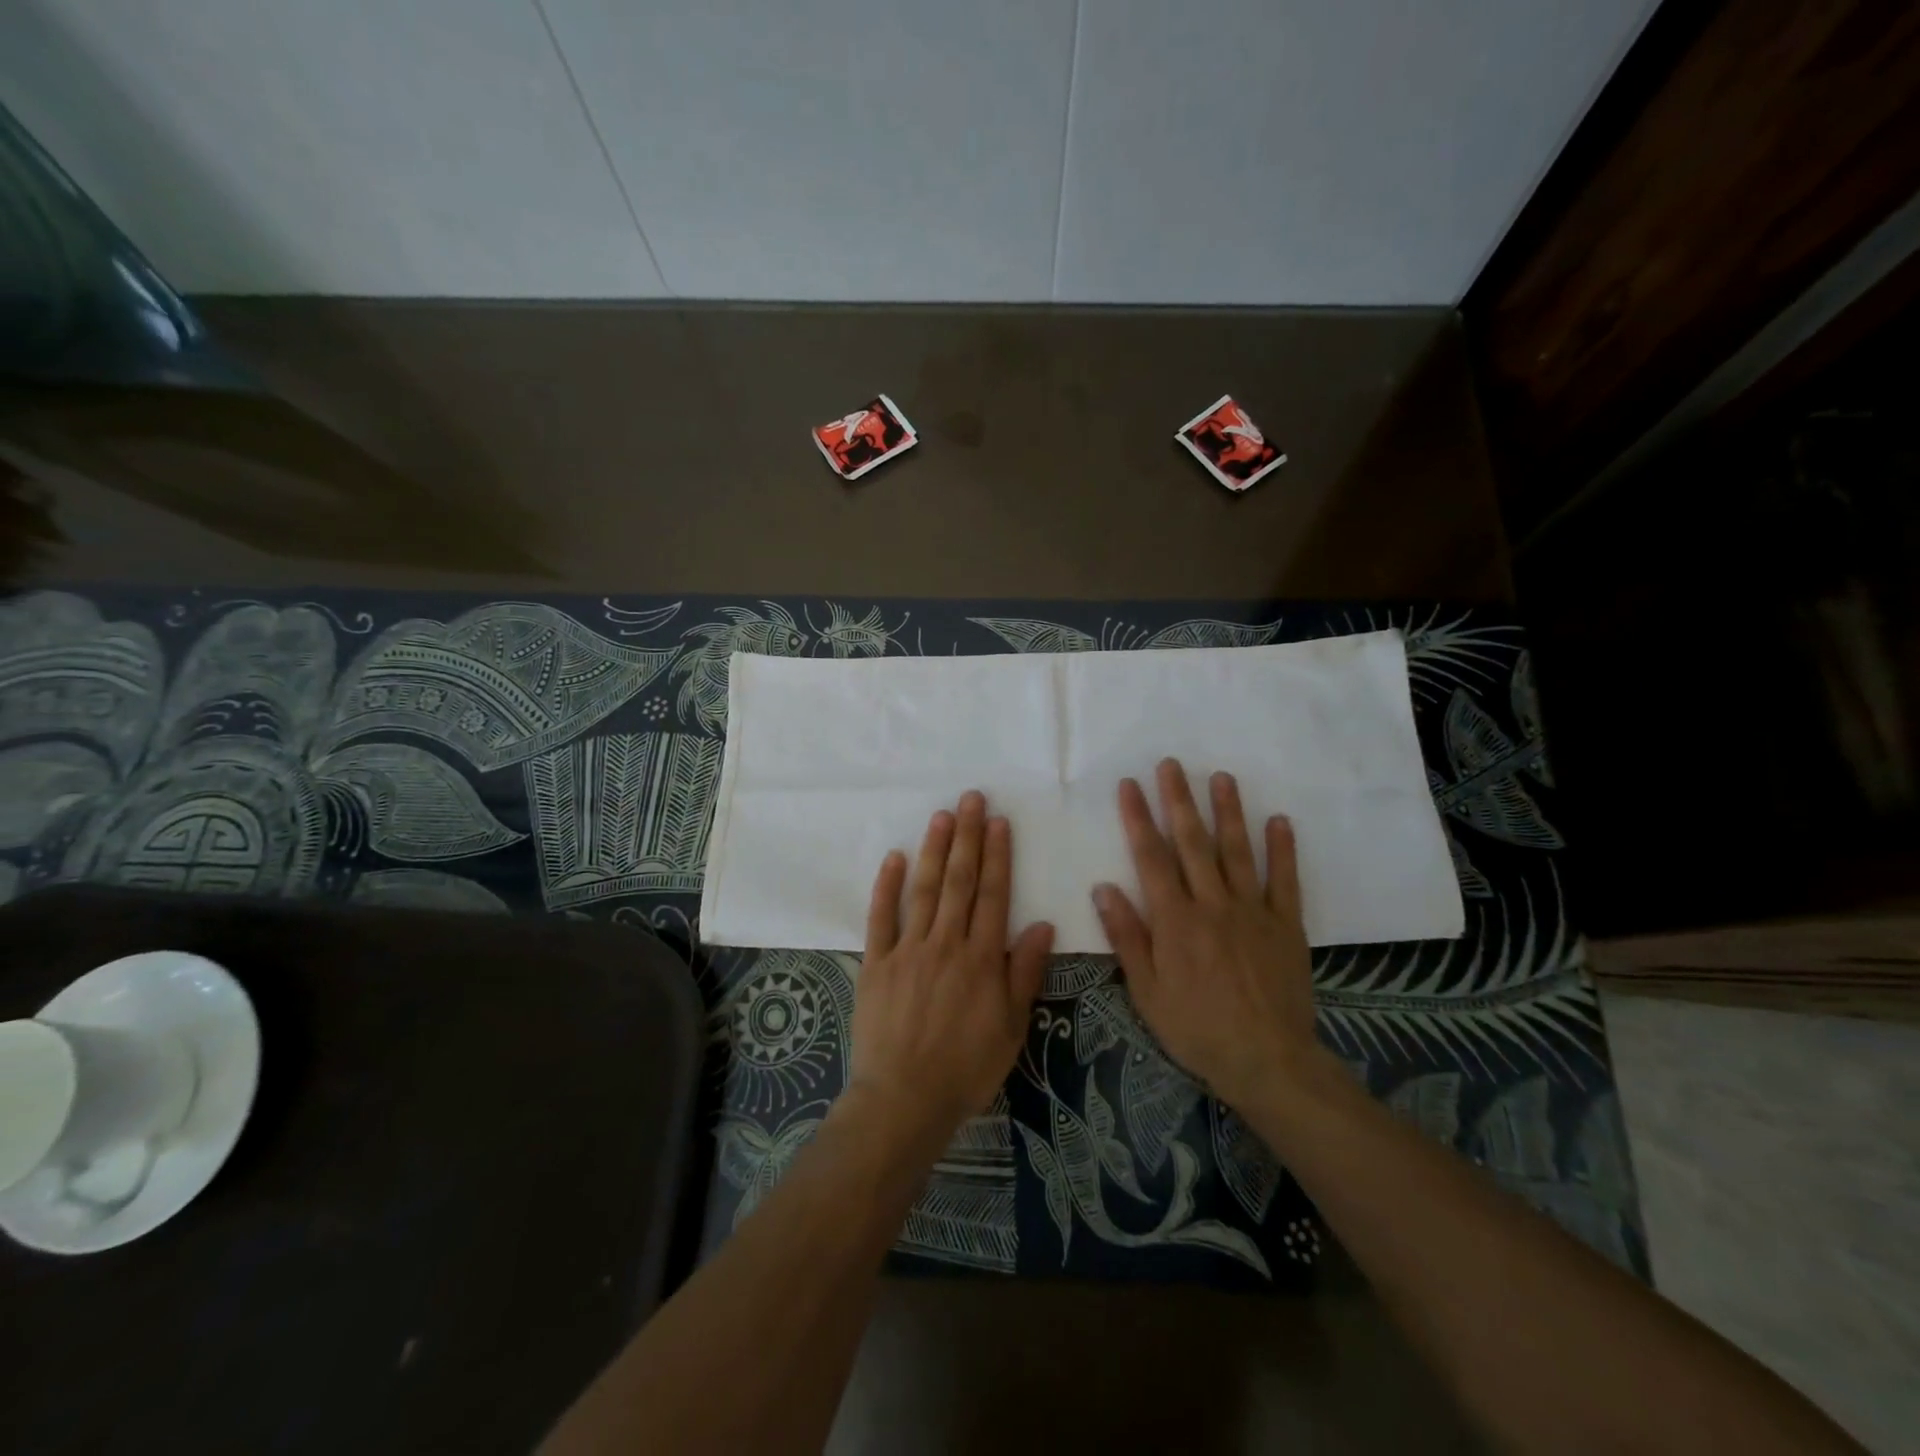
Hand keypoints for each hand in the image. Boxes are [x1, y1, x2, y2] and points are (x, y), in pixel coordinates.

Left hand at [849, 791, 1054, 1154]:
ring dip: (933, 850)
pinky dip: (886, 886)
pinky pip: (880, 918)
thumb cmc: (966, 1069)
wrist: (904, 1100)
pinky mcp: (876, 963)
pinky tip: (893, 857)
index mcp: (982, 959)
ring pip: (923, 890)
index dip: (997, 855)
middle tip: (970, 798)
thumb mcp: (1011, 1028)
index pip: (993, 895)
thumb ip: (1025, 972)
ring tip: (941, 815)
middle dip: (967, 837)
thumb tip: (1042, 924)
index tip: (997, 821)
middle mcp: (946, 943)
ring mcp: (908, 950)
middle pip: (959, 881)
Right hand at [1093, 759, 1321, 1110]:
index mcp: (1175, 920)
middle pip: (1192, 843)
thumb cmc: (1196, 1028)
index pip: (1151, 857)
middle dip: (1179, 800)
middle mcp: (1212, 904)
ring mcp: (1252, 911)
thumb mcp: (1146, 991)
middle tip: (1172, 764)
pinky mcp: (1285, 925)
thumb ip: (1126, 936)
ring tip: (1221, 777)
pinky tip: (1279, 821)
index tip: (1130, 785)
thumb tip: (1103, 887)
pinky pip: (1284, 880)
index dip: (1138, 818)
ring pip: (1237, 851)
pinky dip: (1282, 849)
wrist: (1267, 1060)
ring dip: (1228, 812)